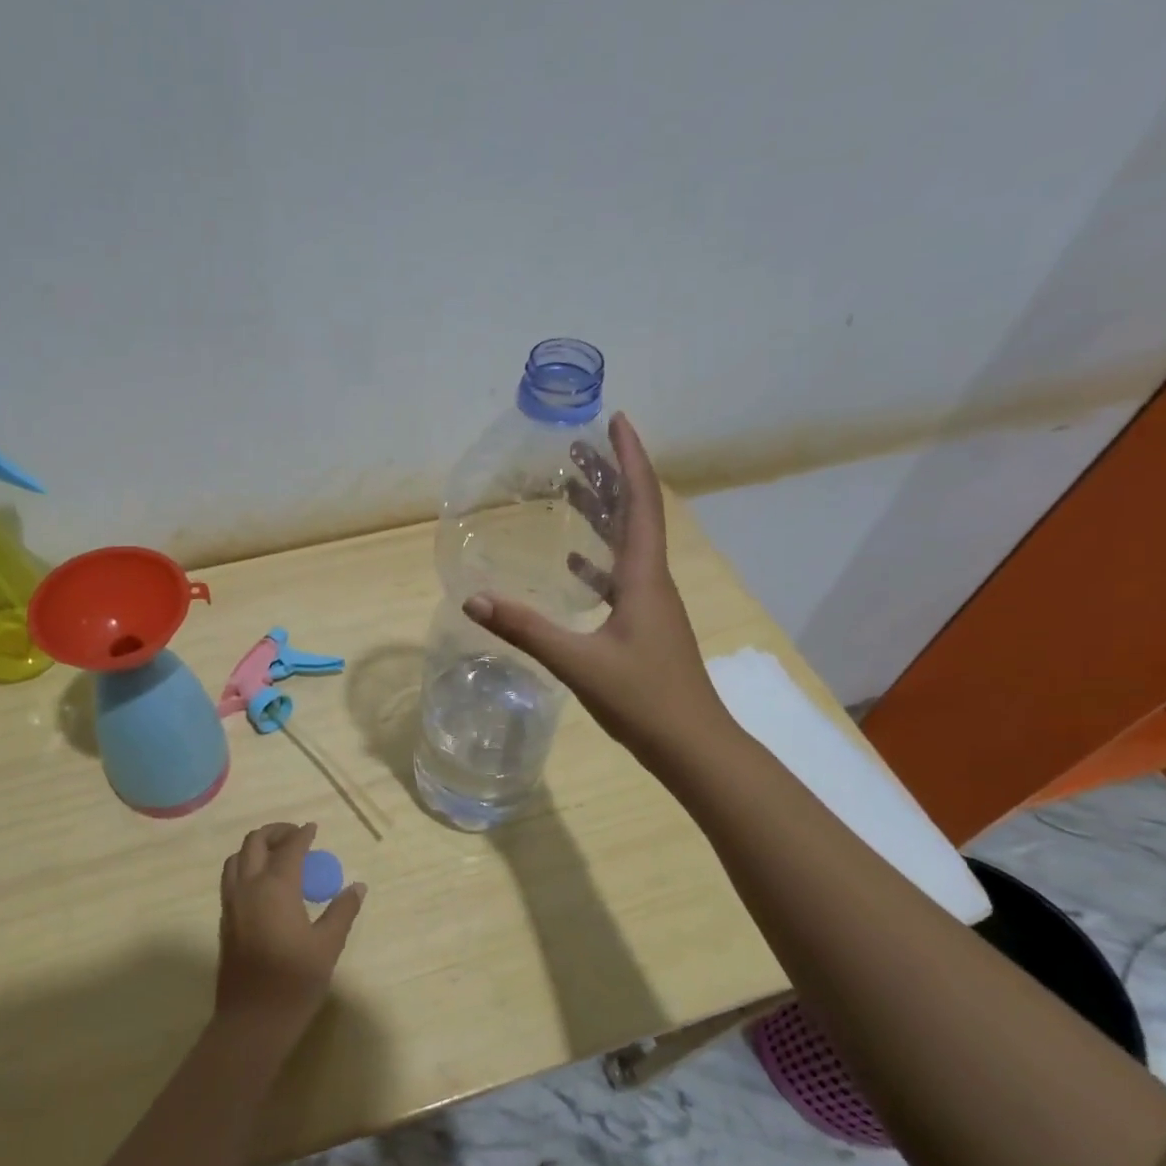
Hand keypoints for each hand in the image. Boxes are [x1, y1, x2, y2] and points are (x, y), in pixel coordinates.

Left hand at [215, 822, 365, 1051]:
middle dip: (275, 832)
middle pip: (255, 843)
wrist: (252, 1021)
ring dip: (256, 848)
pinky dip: (246, 867)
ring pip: (236, 858)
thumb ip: (342, 911)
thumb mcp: (327, 945)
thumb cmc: (294, 981)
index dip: (302, 834)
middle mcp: (248, 887)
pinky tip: (264, 883)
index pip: (289, 847)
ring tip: (277, 854)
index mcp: (275, 887)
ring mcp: (231, 903)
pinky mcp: (224, 920)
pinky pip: (231, 878)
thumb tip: (357, 886)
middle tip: (296, 836)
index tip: (314, 829)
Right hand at [463, 411, 728, 763]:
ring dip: (603, 513)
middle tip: (579, 446)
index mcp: (643, 578)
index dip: (630, 458)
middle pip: (635, 514)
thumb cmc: (643, 699)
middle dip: (610, 476)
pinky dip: (597, 560)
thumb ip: (525, 629)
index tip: (616, 419)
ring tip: (572, 488)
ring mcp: (650, 605)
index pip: (641, 502)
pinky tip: (574, 563)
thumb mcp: (578, 663)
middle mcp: (652, 581)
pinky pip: (619, 577)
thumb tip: (472, 599)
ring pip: (627, 544)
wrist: (692, 745)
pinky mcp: (644, 626)